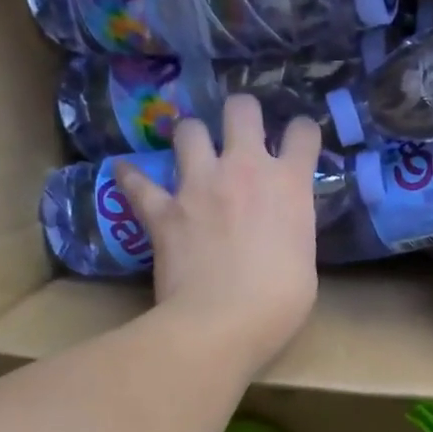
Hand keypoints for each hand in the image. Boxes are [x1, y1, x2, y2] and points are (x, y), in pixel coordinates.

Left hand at [112, 96, 320, 371]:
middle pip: (240, 109)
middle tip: (240, 131)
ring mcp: (199, 185)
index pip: (304, 133)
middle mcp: (245, 170)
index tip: (298, 141)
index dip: (302, 133)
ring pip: (188, 130)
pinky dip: (133, 178)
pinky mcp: (163, 210)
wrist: (223, 322)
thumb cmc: (280, 302)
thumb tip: (281, 231)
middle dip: (241, 112)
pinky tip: (128, 175)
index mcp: (289, 185)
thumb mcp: (305, 260)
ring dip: (191, 137)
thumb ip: (292, 230)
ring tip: (192, 152)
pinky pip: (138, 182)